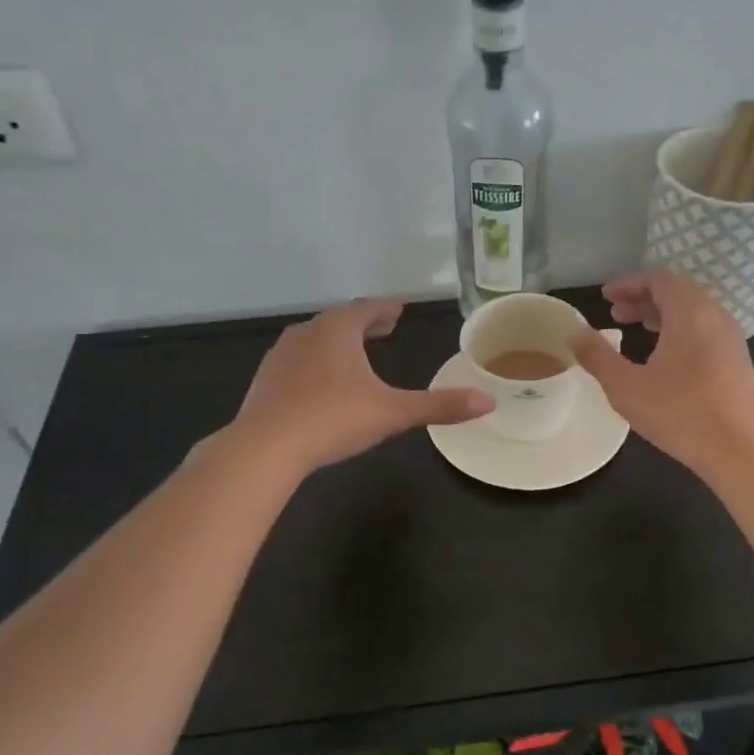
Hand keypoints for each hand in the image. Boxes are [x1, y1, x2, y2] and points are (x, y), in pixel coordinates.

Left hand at [230, 299, 493, 473]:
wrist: (265, 447)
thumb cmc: (333, 419)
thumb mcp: (392, 412)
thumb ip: (439, 406)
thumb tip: (489, 402)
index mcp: (338, 330)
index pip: (368, 308)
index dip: (388, 308)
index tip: (401, 307)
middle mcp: (308, 332)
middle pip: (341, 320)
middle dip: (365, 323)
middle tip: (384, 326)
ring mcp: (282, 355)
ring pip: (316, 339)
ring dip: (339, 341)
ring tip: (355, 352)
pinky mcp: (266, 380)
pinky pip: (298, 361)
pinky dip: (317, 362)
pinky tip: (321, 383)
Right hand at [569, 271, 753, 480]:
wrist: (740, 451)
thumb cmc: (680, 414)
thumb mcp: (626, 386)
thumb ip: (597, 356)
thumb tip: (574, 333)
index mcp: (690, 312)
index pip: (659, 279)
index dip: (629, 283)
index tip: (605, 296)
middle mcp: (715, 316)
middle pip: (677, 291)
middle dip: (643, 298)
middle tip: (615, 313)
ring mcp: (731, 338)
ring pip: (693, 311)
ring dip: (662, 314)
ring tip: (635, 329)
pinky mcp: (737, 360)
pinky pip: (704, 329)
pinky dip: (679, 329)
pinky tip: (663, 356)